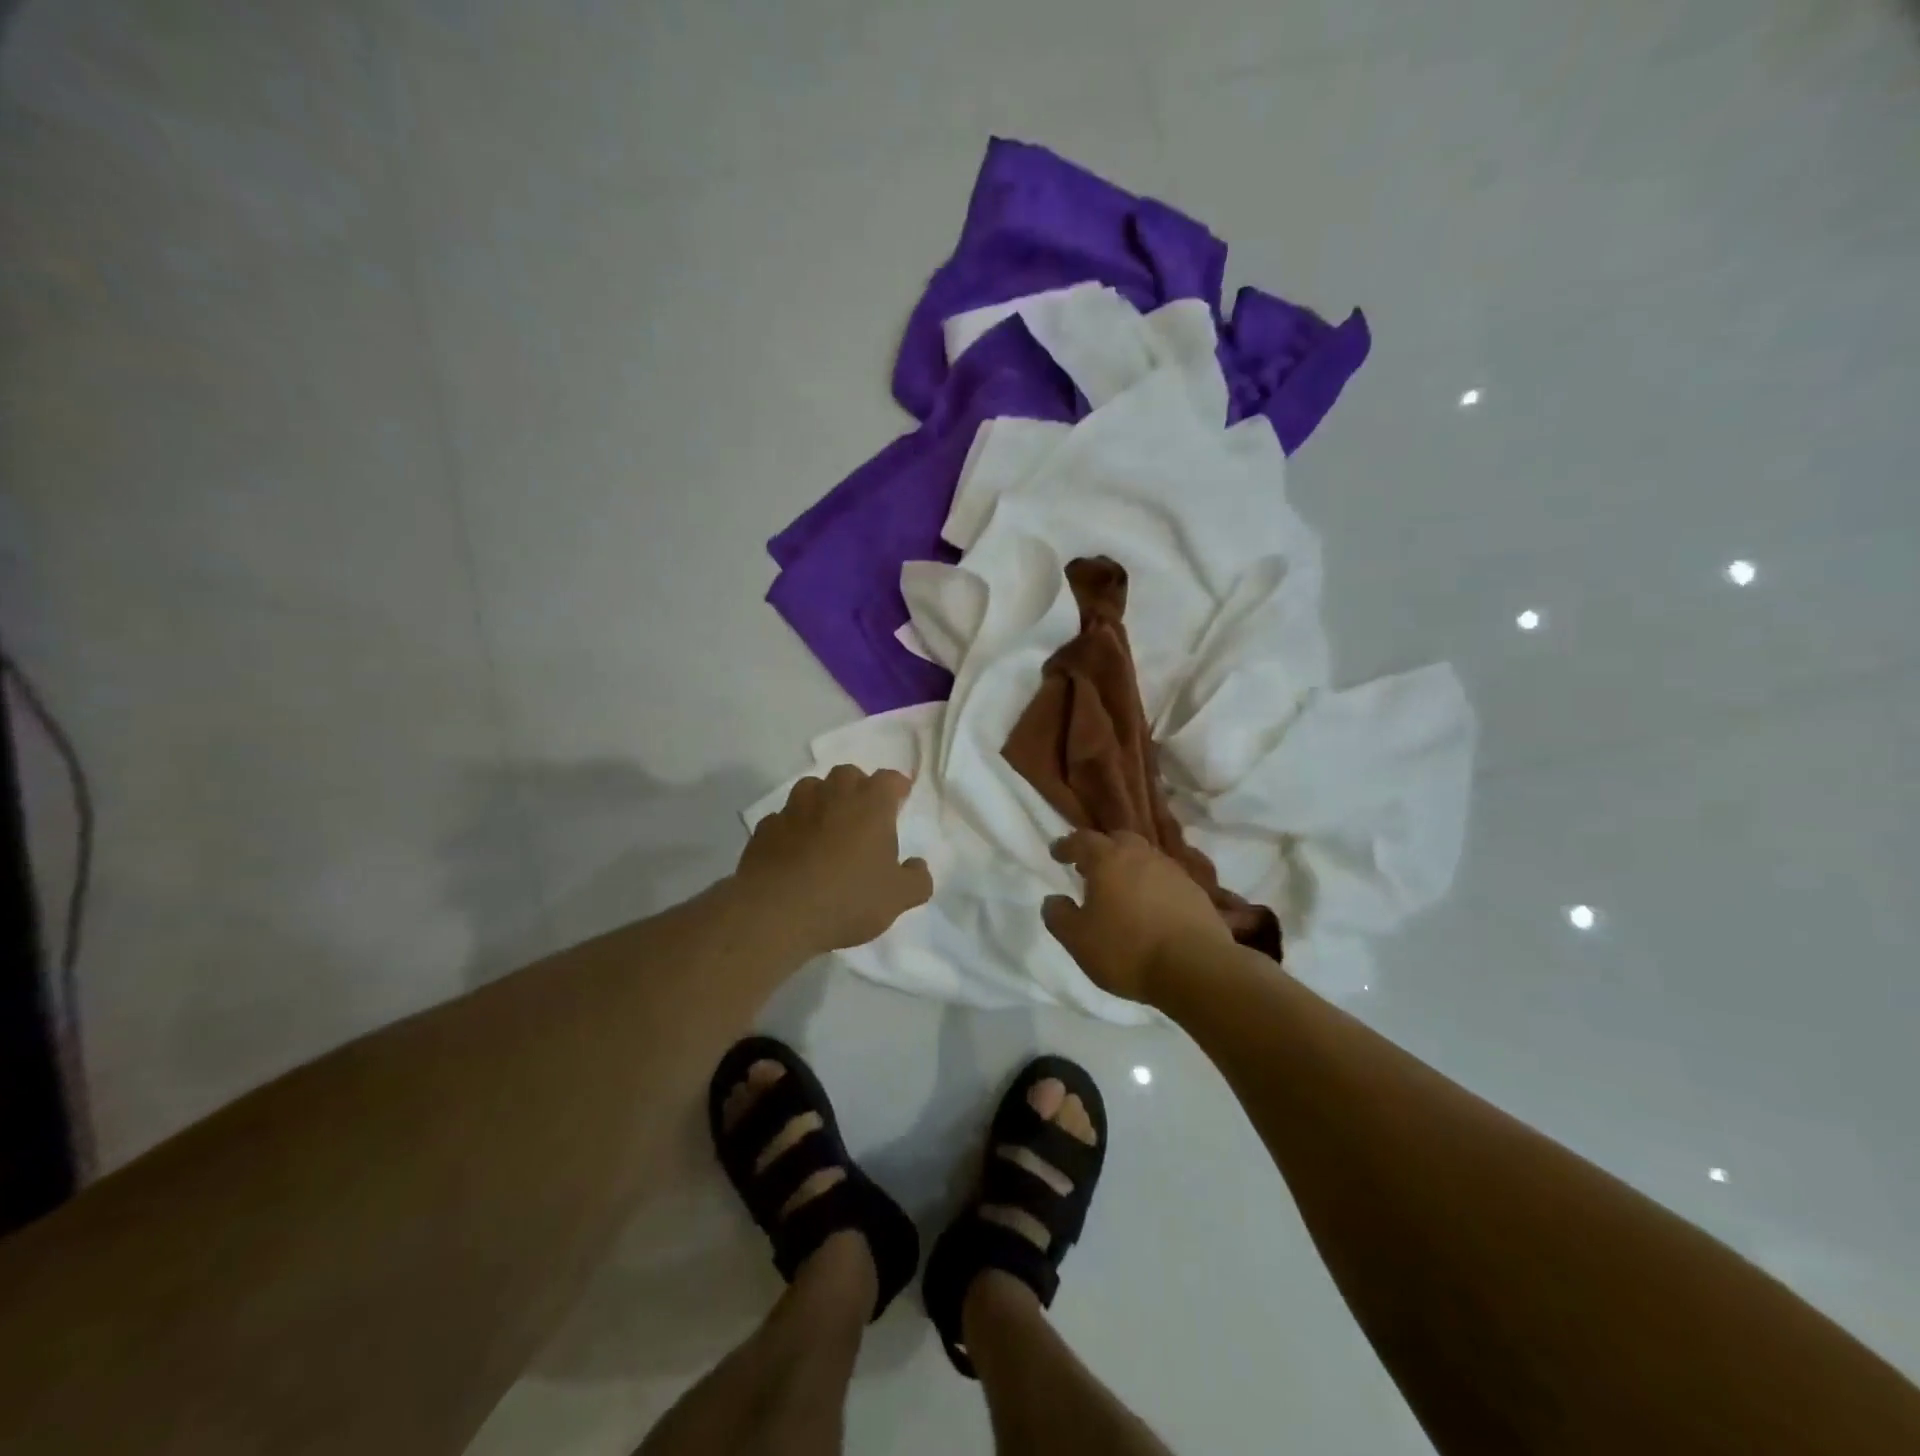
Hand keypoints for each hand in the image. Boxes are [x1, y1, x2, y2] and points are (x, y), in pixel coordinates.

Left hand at [737, 765, 932, 954]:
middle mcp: (832, 796)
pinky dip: (792, 827)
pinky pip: (782, 818)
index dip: (897, 787)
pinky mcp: (765, 829)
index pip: (889, 779)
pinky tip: (794, 848)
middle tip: (863, 812)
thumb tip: (918, 866)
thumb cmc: (847, 898)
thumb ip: (916, 880)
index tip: (900, 798)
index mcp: (870, 805)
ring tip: (826, 825)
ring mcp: (794, 809)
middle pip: (847, 774)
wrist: (777, 913)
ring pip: (810, 788)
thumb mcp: (896, 898)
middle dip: (857, 787)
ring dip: (822, 800)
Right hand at [1043, 829, 1232, 1003]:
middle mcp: (1141, 855)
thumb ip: (1059, 917)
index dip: (1066, 846)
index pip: (1082, 840)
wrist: (1196, 968)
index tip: (1057, 853)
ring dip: (1129, 868)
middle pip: (1118, 840)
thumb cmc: (1127, 950)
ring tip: (1120, 889)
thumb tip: (1053, 900)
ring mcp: (1173, 871)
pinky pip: (1166, 880)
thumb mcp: (1078, 940)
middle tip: (1089, 868)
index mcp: (1108, 859)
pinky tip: (1150, 908)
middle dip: (1101, 850)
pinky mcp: (1196, 892)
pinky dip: (1152, 886)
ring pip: (1144, 859)